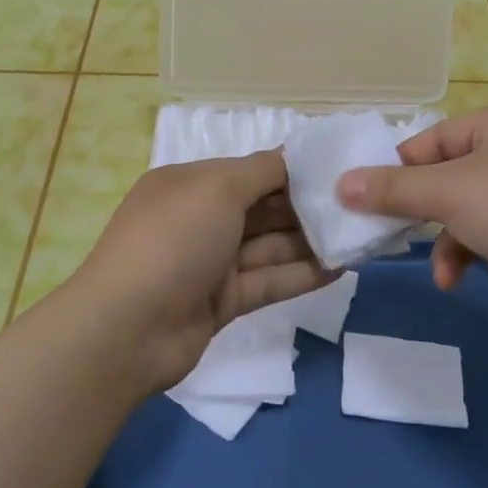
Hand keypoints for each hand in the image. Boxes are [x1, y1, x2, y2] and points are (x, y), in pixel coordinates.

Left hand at [67, 150, 334, 392]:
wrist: (128, 330)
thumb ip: (262, 171)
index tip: (339, 171)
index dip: (293, 170)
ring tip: (359, 236)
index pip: (250, 170)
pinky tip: (340, 269)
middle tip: (359, 206)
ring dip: (310, 242)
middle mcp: (200, 219)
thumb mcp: (217, 189)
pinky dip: (300, 275)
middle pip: (262, 208)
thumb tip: (294, 157)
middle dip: (307, 206)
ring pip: (269, 246)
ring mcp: (210, 263)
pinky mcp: (222, 302)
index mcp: (190, 184)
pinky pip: (268, 281)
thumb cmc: (173, 241)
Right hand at [335, 102, 487, 334]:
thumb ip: (392, 189)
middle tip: (398, 239)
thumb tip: (339, 185)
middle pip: (456, 178)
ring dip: (459, 244)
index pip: (436, 139)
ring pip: (479, 213)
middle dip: (430, 215)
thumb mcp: (448, 193)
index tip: (371, 200)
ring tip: (448, 276)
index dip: (401, 170)